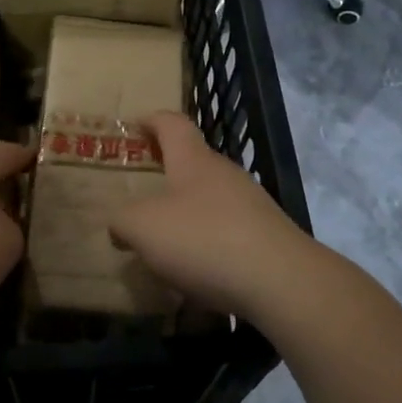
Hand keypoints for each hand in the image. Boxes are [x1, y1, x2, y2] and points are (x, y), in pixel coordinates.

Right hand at [109, 112, 318, 319]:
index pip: (173, 124)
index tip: (135, 124)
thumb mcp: (143, 228)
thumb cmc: (204, 239)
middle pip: (194, 162)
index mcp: (194, 160)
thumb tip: (120, 225)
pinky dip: (207, 241)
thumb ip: (123, 221)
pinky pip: (227, 231)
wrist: (281, 281)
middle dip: (168, 171)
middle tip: (141, 190)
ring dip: (187, 211)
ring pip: (211, 199)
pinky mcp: (267, 237)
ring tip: (163, 238)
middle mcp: (226, 174)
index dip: (152, 120)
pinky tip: (195, 269)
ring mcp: (252, 205)